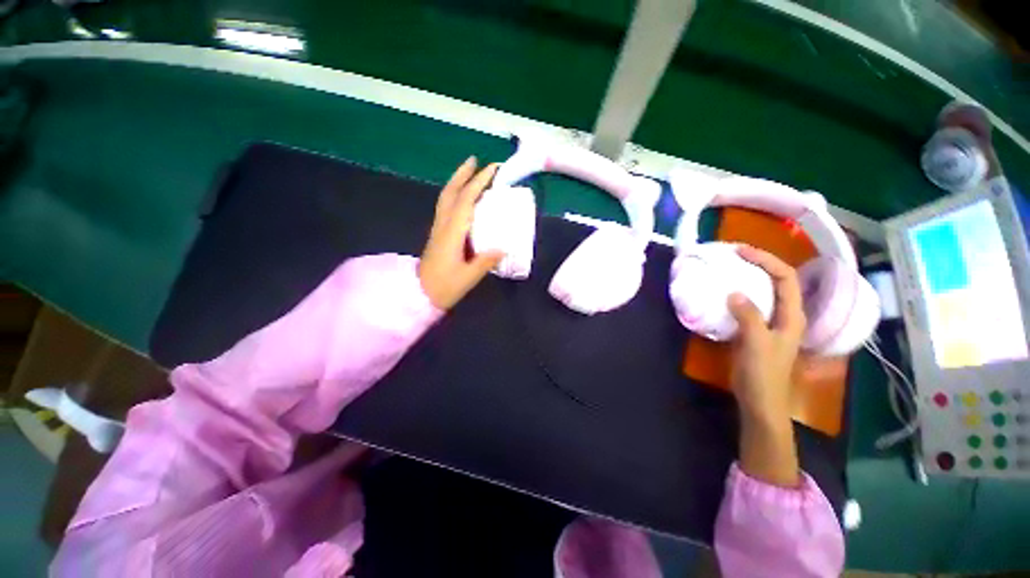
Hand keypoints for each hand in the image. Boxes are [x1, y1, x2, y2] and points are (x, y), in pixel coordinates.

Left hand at [418, 158, 504, 309]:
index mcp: (452, 233)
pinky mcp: (438, 234)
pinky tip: (463, 198)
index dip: (479, 182)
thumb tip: (503, 247)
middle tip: (475, 160)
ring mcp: (438, 229)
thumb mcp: (468, 277)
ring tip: (469, 172)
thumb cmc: (444, 287)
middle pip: (450, 193)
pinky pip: (446, 207)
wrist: (419, 295)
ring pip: (446, 198)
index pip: (466, 200)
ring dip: (457, 182)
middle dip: (462, 174)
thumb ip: (486, 261)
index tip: (493, 169)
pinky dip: (455, 195)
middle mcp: (443, 225)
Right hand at [726, 245, 806, 486]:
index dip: (766, 260)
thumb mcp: (756, 344)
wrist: (760, 402)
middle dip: (759, 264)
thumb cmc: (763, 375)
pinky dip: (739, 294)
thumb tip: (734, 292)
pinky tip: (723, 294)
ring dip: (749, 277)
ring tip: (728, 269)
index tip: (741, 252)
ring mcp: (771, 323)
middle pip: (778, 281)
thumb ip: (749, 317)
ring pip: (764, 292)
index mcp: (793, 316)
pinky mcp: (757, 330)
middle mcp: (786, 315)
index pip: (786, 278)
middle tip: (733, 256)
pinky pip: (750, 304)